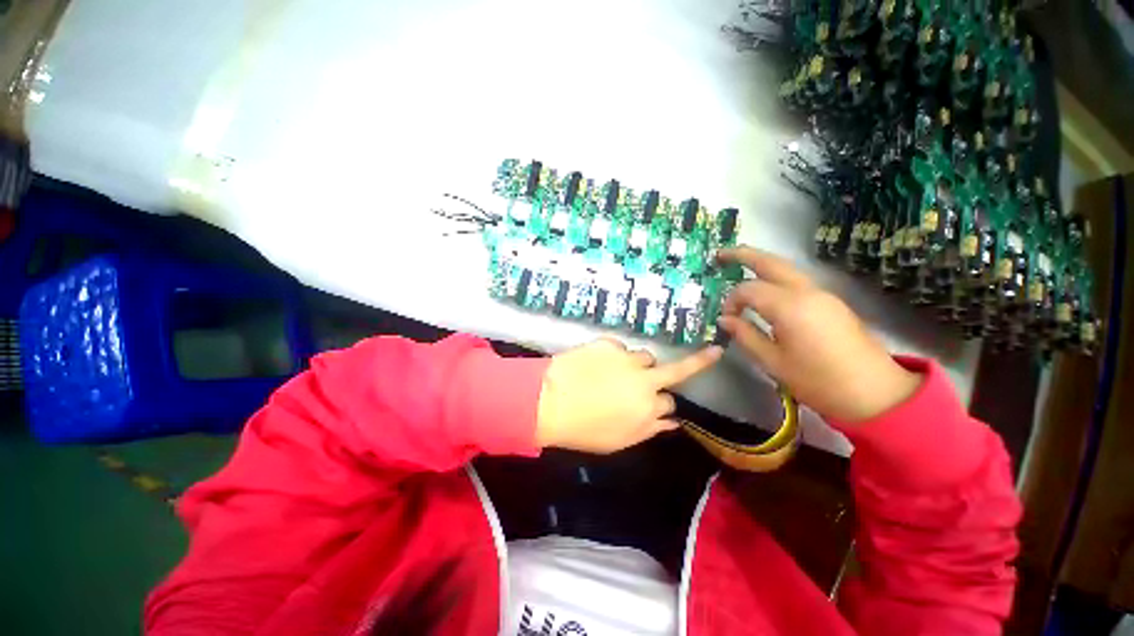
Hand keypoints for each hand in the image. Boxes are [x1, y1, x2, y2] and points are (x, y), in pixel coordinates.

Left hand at [536, 338, 722, 452]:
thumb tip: (672, 420)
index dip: (661, 404)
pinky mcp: (608, 344)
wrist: (549, 400)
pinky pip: (619, 349)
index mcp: (648, 407)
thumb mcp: (619, 440)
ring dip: (639, 365)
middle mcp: (644, 380)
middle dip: (699, 362)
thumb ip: (650, 429)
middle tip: (712, 352)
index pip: (670, 402)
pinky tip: (596, 365)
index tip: (655, 404)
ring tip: (617, 372)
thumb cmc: (583, 429)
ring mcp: (626, 358)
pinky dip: (614, 356)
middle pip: (677, 369)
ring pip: (645, 357)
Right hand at [716, 247, 920, 423]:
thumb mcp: (773, 362)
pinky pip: (796, 279)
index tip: (726, 319)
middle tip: (720, 254)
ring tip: (738, 263)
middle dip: (743, 254)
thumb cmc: (818, 381)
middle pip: (770, 262)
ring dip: (760, 262)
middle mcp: (806, 292)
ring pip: (786, 267)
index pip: (748, 289)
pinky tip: (764, 286)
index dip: (731, 301)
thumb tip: (725, 319)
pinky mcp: (830, 301)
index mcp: (789, 307)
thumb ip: (745, 335)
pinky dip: (775, 275)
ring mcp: (822, 294)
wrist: (875, 393)